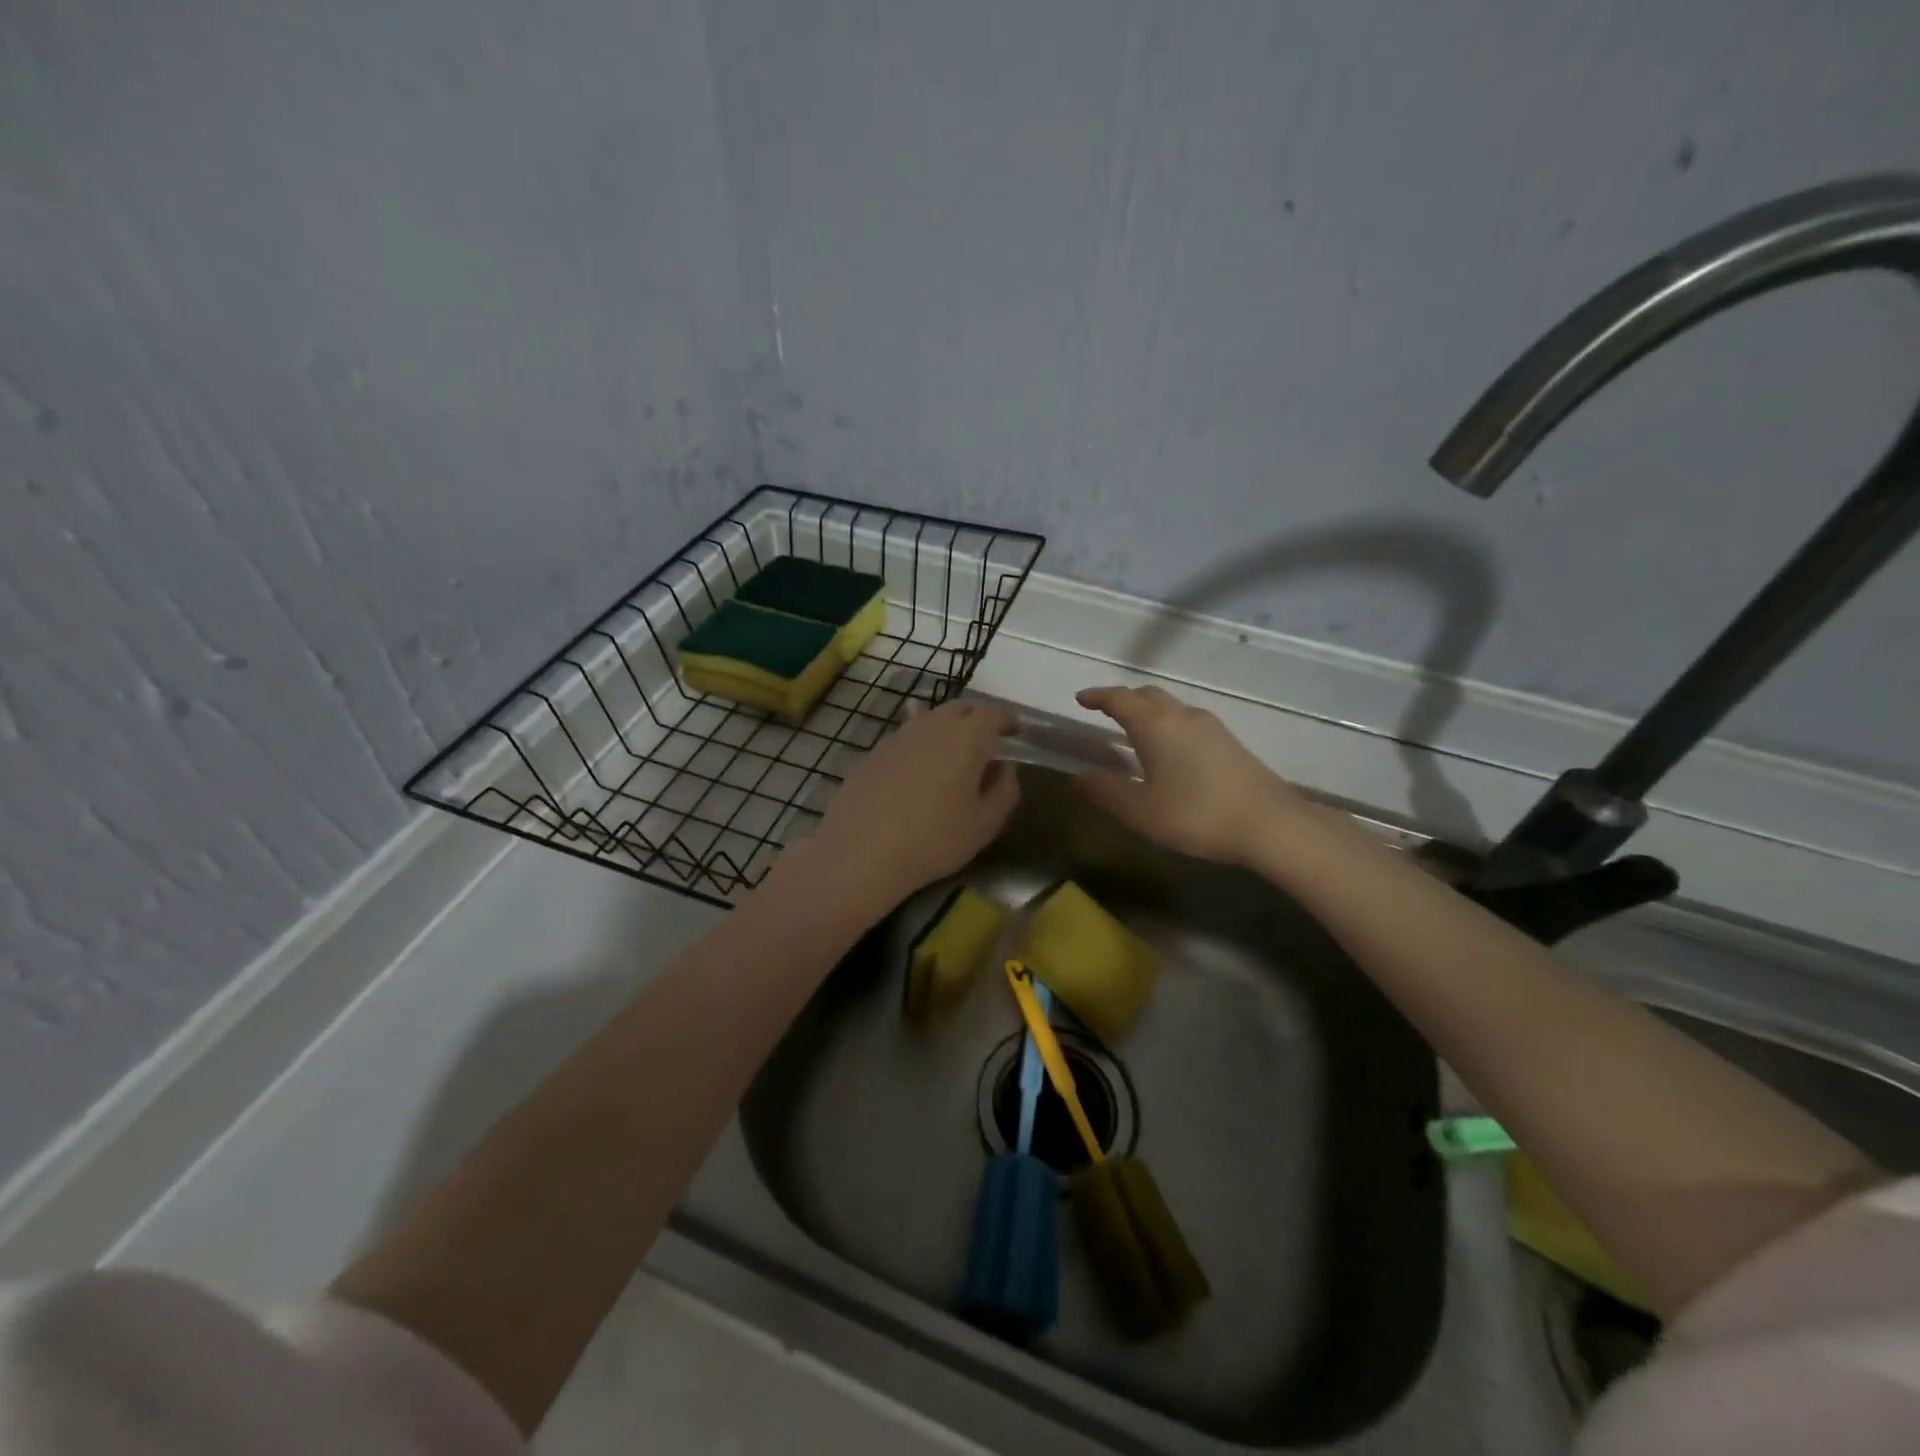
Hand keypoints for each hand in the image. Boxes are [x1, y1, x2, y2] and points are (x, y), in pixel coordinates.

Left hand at [807, 699, 1019, 906]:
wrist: (861, 851)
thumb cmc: (934, 839)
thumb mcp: (985, 823)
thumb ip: (1004, 789)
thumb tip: (1005, 766)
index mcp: (967, 736)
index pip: (994, 713)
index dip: (1009, 720)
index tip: (1017, 731)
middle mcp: (933, 725)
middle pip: (961, 709)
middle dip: (978, 719)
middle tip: (988, 741)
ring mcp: (899, 735)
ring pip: (930, 719)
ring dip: (947, 729)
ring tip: (953, 751)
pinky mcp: (874, 752)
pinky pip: (906, 737)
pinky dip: (920, 744)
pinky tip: (918, 763)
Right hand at [1075, 685, 1304, 865]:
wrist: (1270, 824)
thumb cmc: (1196, 814)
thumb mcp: (1140, 810)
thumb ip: (1106, 790)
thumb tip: (1080, 776)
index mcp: (1155, 724)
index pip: (1119, 699)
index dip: (1098, 697)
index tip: (1081, 699)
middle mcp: (1182, 715)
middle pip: (1147, 695)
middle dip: (1123, 699)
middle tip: (1104, 710)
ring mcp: (1210, 726)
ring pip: (1170, 706)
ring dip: (1147, 710)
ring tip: (1133, 728)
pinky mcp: (1228, 741)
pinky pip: (1186, 720)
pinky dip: (1167, 723)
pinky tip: (1169, 748)